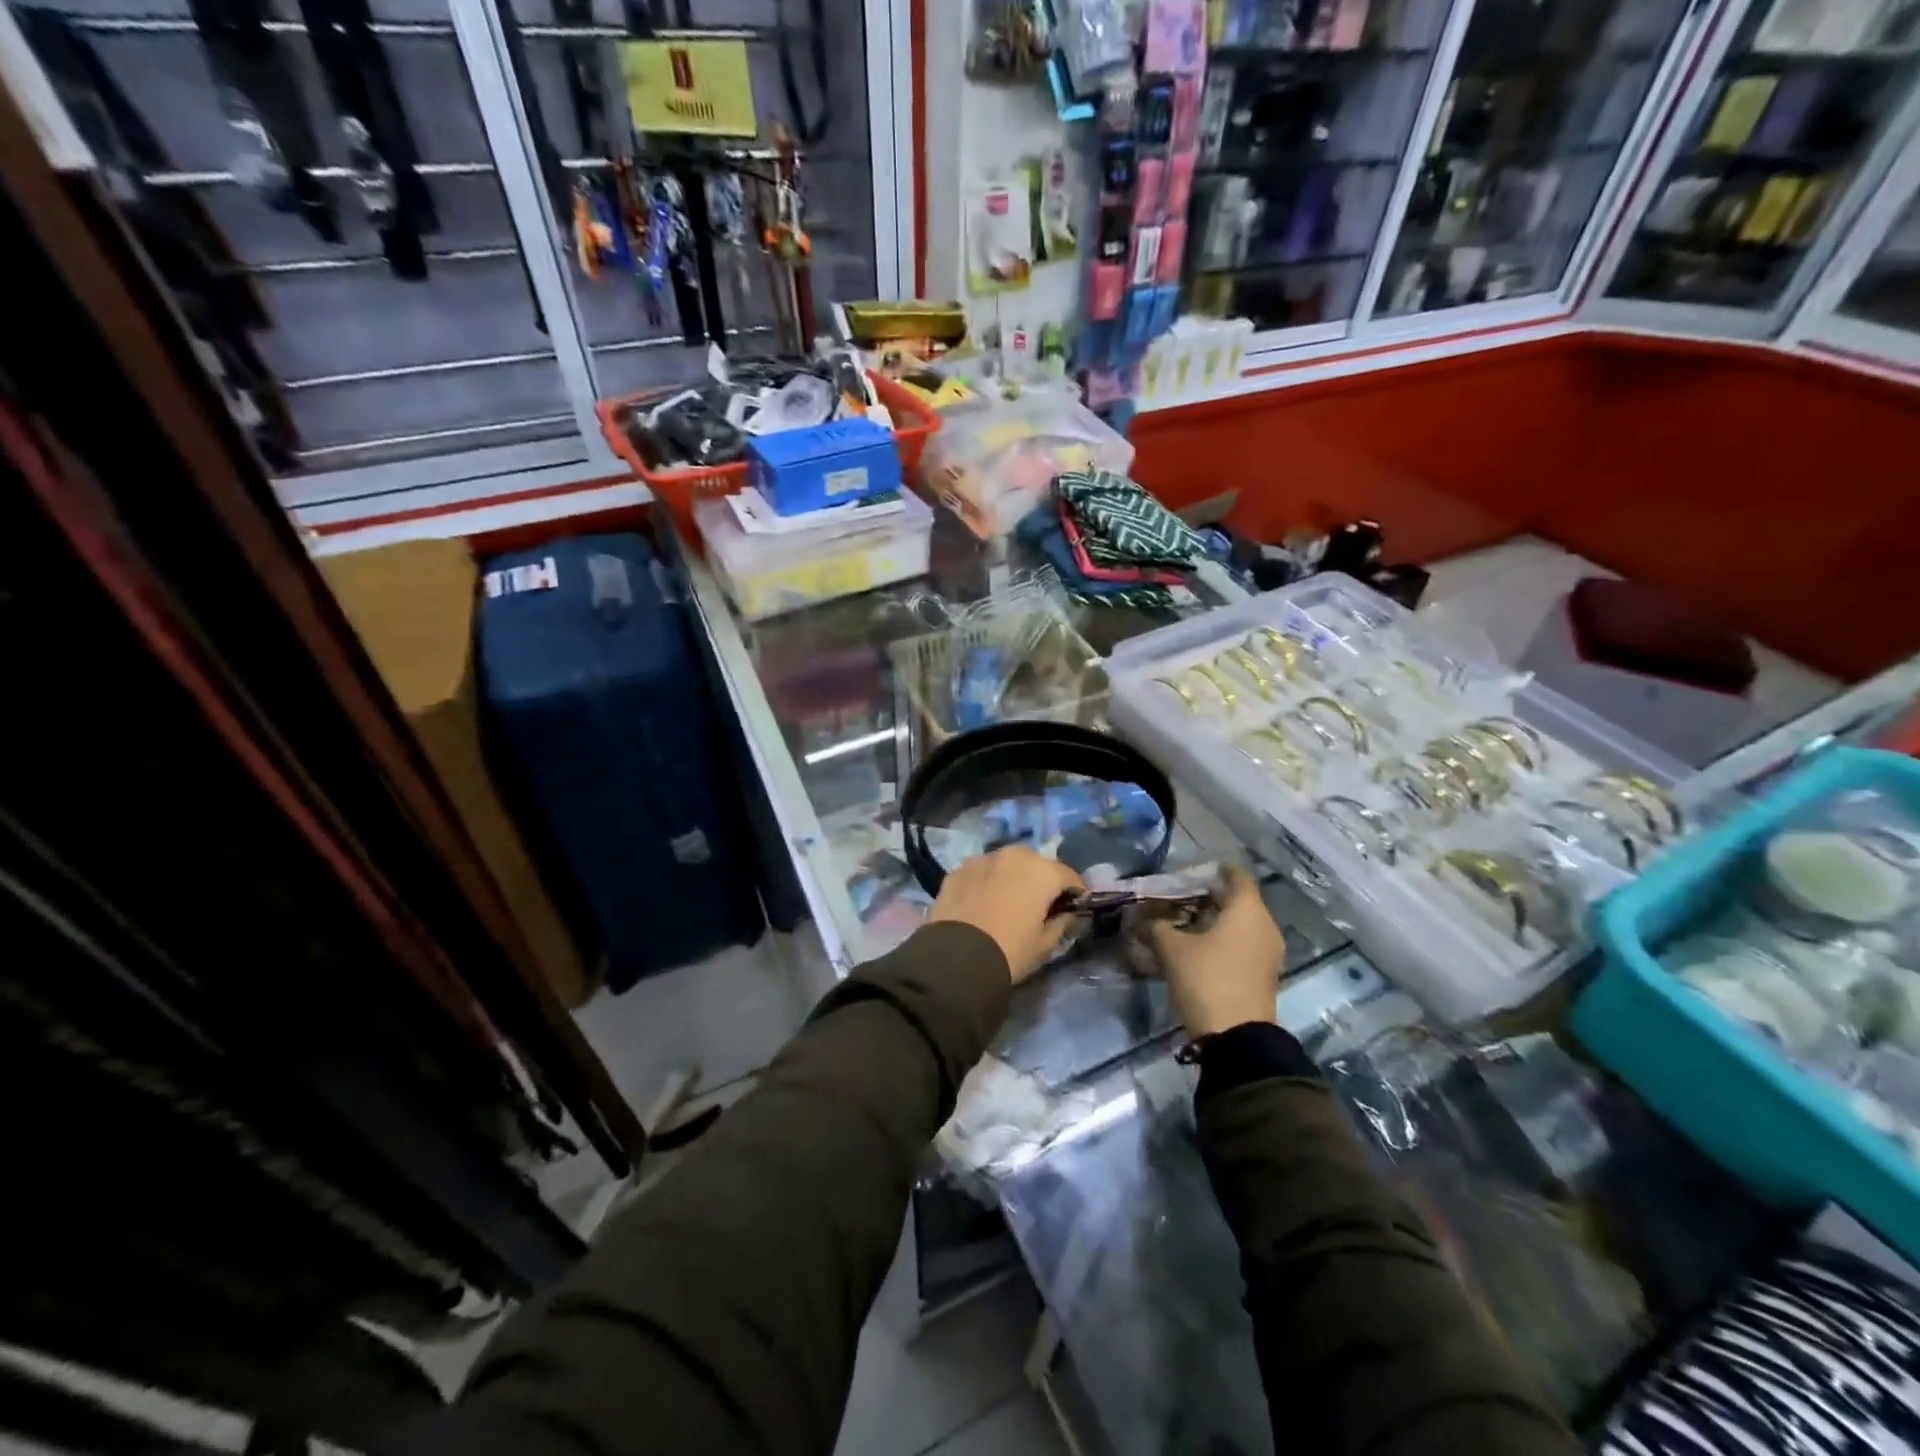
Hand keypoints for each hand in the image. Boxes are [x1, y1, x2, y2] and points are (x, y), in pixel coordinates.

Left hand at [928, 847, 1084, 983]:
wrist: (956, 959)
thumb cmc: (1010, 951)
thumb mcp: (1045, 944)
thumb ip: (1062, 922)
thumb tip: (1068, 913)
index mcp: (1042, 871)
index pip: (1069, 876)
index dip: (1075, 893)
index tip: (1074, 908)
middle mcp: (1013, 855)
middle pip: (1036, 864)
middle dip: (1041, 880)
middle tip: (1039, 905)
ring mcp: (982, 859)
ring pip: (1006, 865)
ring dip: (1012, 878)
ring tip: (1008, 902)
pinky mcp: (957, 870)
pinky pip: (981, 873)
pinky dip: (987, 882)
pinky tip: (982, 903)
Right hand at [1150, 866, 1284, 1035]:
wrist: (1237, 1039)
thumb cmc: (1207, 979)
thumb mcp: (1172, 949)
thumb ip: (1156, 926)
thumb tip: (1142, 917)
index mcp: (1247, 910)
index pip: (1236, 875)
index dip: (1215, 869)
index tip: (1192, 870)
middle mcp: (1264, 926)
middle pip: (1238, 900)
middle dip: (1209, 896)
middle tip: (1179, 896)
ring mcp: (1267, 952)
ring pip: (1240, 925)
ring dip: (1214, 921)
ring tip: (1183, 923)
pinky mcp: (1262, 974)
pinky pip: (1242, 945)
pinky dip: (1222, 940)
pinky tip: (1196, 947)